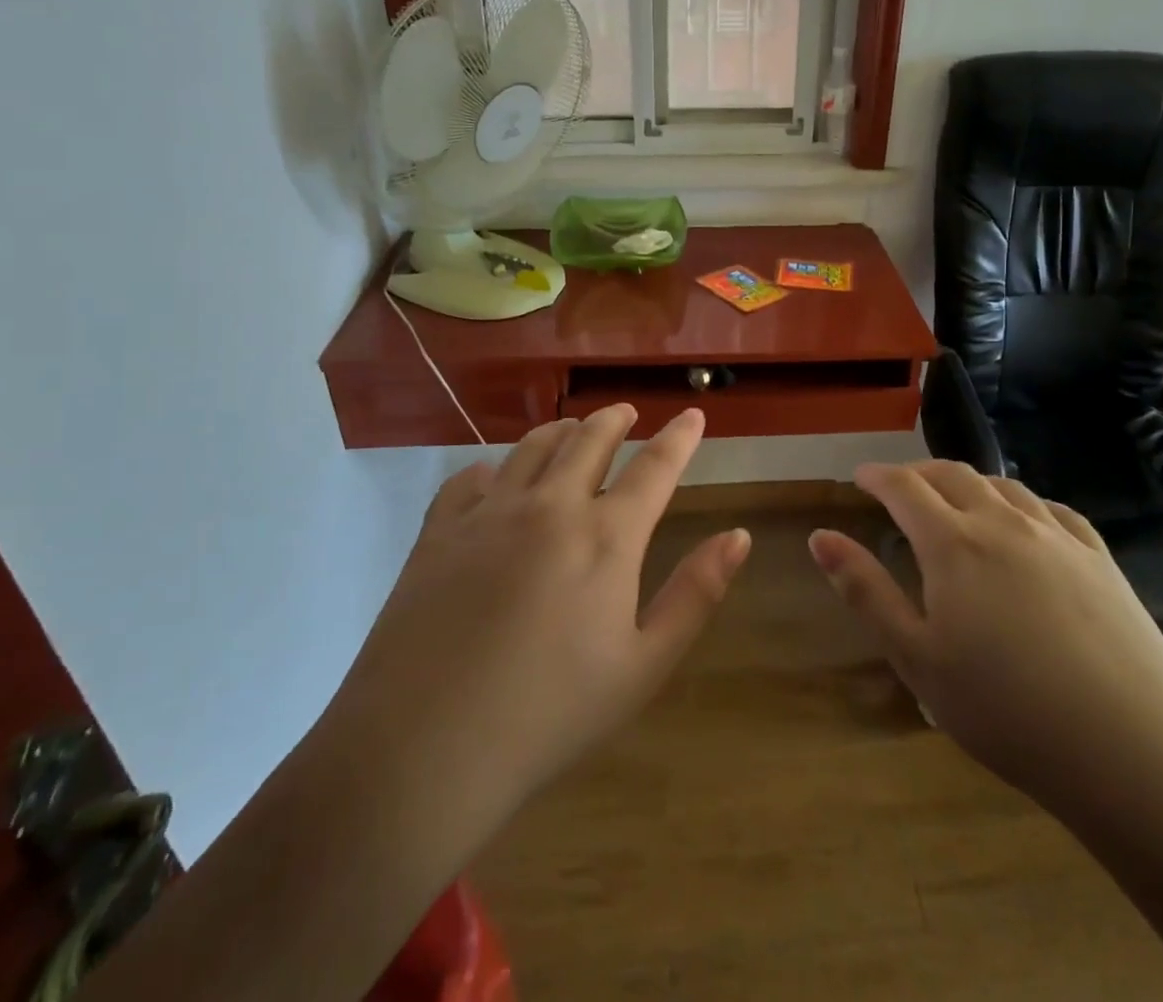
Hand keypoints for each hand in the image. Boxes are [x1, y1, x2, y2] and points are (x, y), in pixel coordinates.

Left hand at [317, 405, 749, 856]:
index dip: (679, 437)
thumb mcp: (643, 667)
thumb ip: (696, 594)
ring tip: (573, 430)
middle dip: (614, 419)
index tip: (692, 414)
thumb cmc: (549, 716)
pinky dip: (495, 468)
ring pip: (533, 447)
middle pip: (589, 440)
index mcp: (606, 537)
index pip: (654, 467)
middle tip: (626, 413)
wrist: (423, 750)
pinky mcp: (439, 531)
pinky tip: (496, 478)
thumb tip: (739, 536)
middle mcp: (550, 506)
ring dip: (561, 431)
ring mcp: (489, 513)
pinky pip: (471, 478)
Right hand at [809, 461, 1162, 825]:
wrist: (1132, 750)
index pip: (904, 486)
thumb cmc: (1006, 710)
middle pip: (953, 474)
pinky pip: (1051, 509)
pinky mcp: (1099, 558)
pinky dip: (1021, 502)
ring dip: (969, 482)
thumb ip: (866, 591)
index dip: (877, 475)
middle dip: (919, 473)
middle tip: (900, 486)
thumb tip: (821, 537)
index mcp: (953, 543)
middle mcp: (1003, 522)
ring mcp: (1056, 536)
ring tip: (955, 499)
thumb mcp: (917, 658)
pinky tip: (1023, 521)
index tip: (861, 477)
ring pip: (1003, 485)